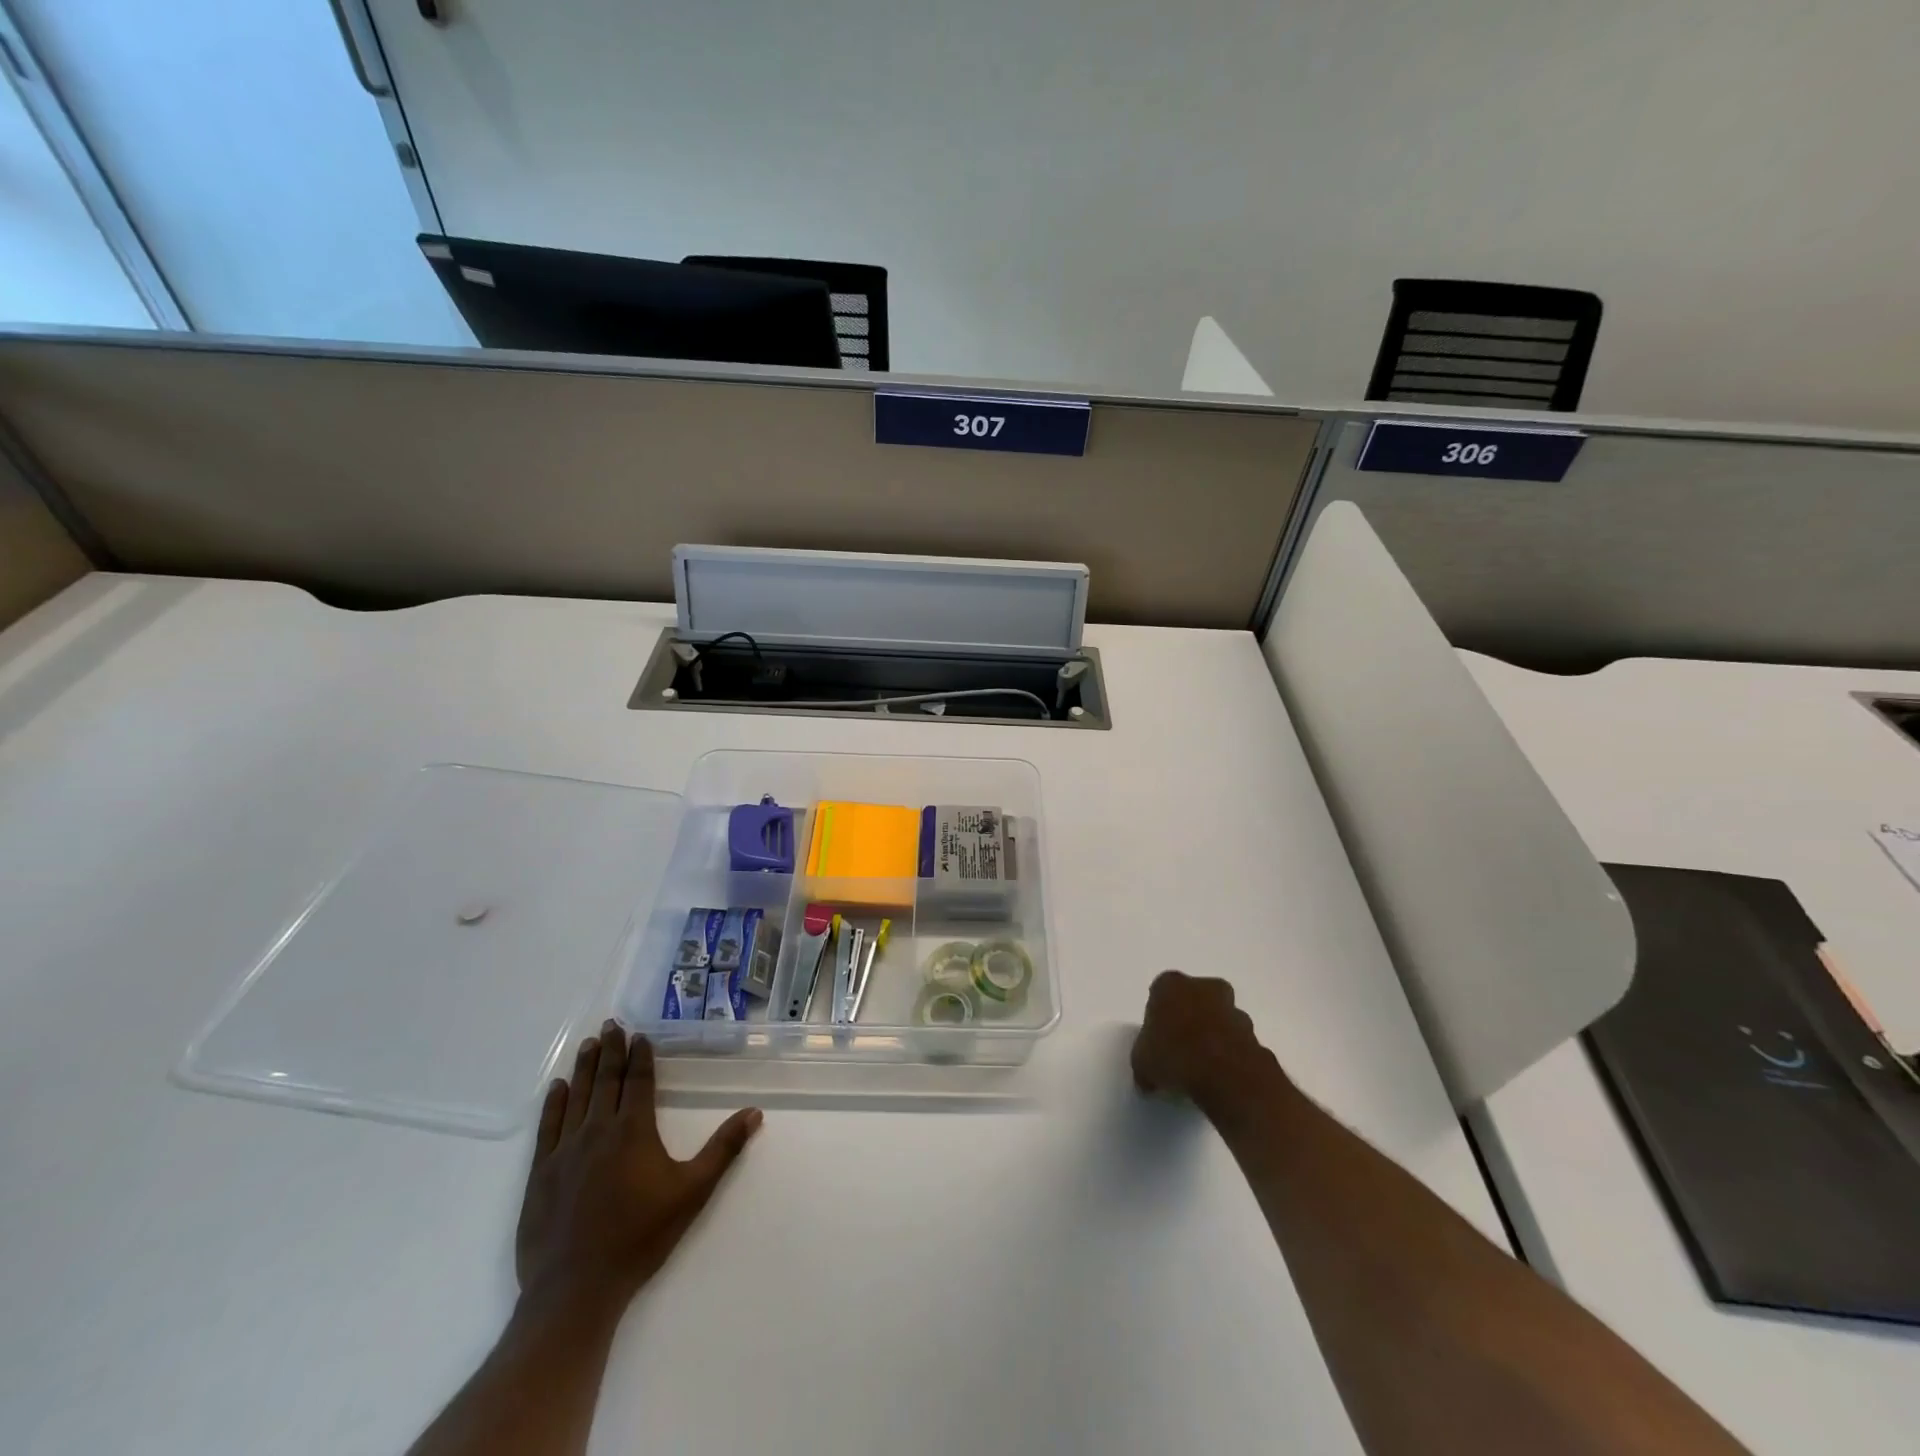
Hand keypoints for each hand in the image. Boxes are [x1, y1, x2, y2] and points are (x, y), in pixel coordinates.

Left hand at [516, 1021, 761, 1319]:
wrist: (575, 1290)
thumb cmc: (640, 1237)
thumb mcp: (693, 1192)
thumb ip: (724, 1149)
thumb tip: (755, 1112)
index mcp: (633, 1130)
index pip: (638, 1081)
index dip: (640, 1056)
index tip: (639, 1034)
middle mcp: (598, 1130)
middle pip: (606, 1080)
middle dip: (612, 1050)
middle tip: (611, 1024)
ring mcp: (564, 1151)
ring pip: (577, 1096)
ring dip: (585, 1067)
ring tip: (590, 1044)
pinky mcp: (540, 1174)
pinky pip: (548, 1127)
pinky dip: (554, 1103)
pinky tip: (558, 1087)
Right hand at [1131, 970, 1276, 1111]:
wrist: (1227, 1076)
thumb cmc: (1175, 1056)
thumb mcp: (1142, 1063)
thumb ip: (1144, 1062)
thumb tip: (1147, 1078)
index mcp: (1171, 985)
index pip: (1161, 991)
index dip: (1158, 1014)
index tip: (1156, 1036)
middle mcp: (1205, 988)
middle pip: (1196, 997)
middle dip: (1191, 1015)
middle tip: (1180, 1045)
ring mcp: (1234, 1010)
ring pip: (1220, 1018)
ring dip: (1214, 1034)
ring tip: (1202, 1066)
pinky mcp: (1255, 1035)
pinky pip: (1237, 1042)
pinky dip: (1231, 1054)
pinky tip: (1221, 1076)